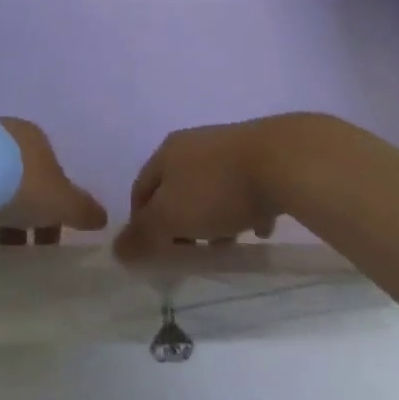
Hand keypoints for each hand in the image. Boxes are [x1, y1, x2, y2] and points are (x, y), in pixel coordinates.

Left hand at [0, 118, 107, 231]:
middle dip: (22, 209)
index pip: (50, 172)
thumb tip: (104, 217)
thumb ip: (82, 209)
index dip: (53, 206)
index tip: (48, 237)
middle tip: (18, 245)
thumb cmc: (21, 180)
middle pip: (19, 176)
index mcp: (36, 139)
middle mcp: (7, 133)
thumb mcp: (60, 201)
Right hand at [115, 118, 313, 262]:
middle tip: (192, 254)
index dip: (142, 224)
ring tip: (228, 247)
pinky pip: (243, 189)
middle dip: (180, 225)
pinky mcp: (259, 156)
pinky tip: (259, 229)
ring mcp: (227, 147)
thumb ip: (143, 235)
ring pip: (210, 191)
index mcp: (166, 152)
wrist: (282, 161)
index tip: (155, 256)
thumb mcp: (172, 217)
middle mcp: (192, 144)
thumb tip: (115, 249)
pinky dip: (245, 211)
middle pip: (176, 190)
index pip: (141, 190)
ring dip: (213, 221)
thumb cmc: (218, 190)